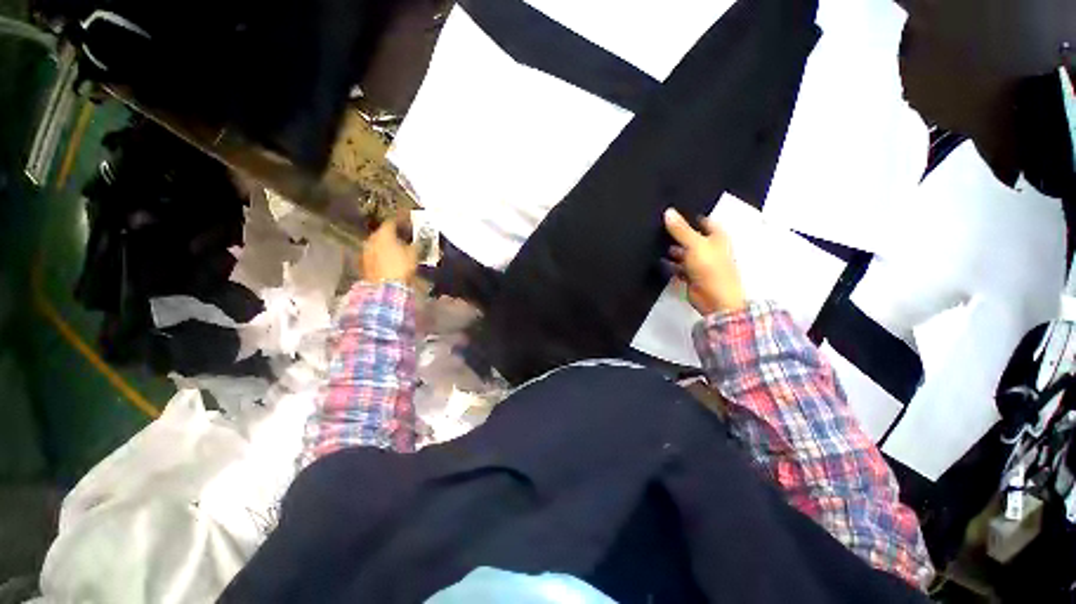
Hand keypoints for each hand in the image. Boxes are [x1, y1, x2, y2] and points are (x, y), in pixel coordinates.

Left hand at [360, 219, 417, 283]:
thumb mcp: (414, 254)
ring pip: (378, 243)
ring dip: (388, 244)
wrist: (385, 287)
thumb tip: (419, 240)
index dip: (402, 221)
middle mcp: (371, 239)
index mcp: (383, 233)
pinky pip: (375, 254)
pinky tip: (391, 259)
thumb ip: (416, 244)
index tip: (409, 222)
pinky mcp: (364, 263)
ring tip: (399, 249)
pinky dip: (383, 254)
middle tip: (405, 236)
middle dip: (394, 233)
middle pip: (384, 232)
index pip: (392, 221)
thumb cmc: (401, 266)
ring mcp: (366, 251)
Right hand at [663, 208, 745, 315]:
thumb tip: (668, 211)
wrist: (714, 299)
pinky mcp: (690, 276)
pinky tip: (656, 260)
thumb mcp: (695, 244)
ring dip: (671, 249)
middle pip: (691, 236)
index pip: (703, 221)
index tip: (672, 212)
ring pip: (682, 252)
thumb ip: (680, 229)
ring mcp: (699, 263)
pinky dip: (668, 264)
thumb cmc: (711, 268)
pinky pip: (677, 266)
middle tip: (657, 227)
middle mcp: (709, 248)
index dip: (689, 216)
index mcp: (717, 237)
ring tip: (652, 242)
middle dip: (677, 233)